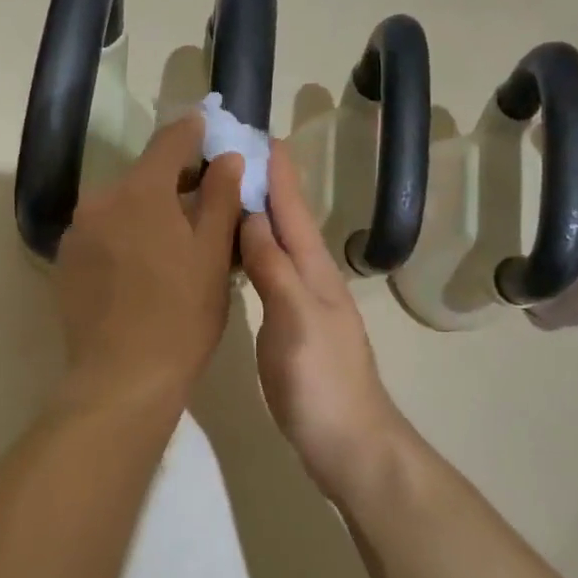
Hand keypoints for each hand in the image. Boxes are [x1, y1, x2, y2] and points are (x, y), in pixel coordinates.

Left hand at [55, 115, 246, 414]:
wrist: (121, 379)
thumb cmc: (181, 316)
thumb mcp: (213, 256)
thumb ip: (220, 199)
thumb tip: (226, 158)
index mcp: (140, 192)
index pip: (169, 142)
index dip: (192, 132)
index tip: (208, 126)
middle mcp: (100, 201)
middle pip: (143, 176)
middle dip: (174, 180)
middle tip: (205, 197)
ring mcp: (77, 234)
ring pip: (121, 206)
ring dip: (148, 211)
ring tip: (175, 239)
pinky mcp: (65, 263)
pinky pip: (102, 234)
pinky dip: (125, 236)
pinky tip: (143, 267)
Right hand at [239, 144, 410, 497]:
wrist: (348, 443)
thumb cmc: (321, 382)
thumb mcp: (296, 321)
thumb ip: (275, 269)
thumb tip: (252, 217)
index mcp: (314, 272)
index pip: (292, 211)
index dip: (278, 173)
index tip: (258, 134)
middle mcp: (310, 279)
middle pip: (287, 222)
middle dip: (266, 185)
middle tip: (233, 155)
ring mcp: (302, 304)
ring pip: (277, 246)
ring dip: (258, 215)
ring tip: (229, 192)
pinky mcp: (289, 326)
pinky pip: (269, 273)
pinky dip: (252, 252)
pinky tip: (236, 253)